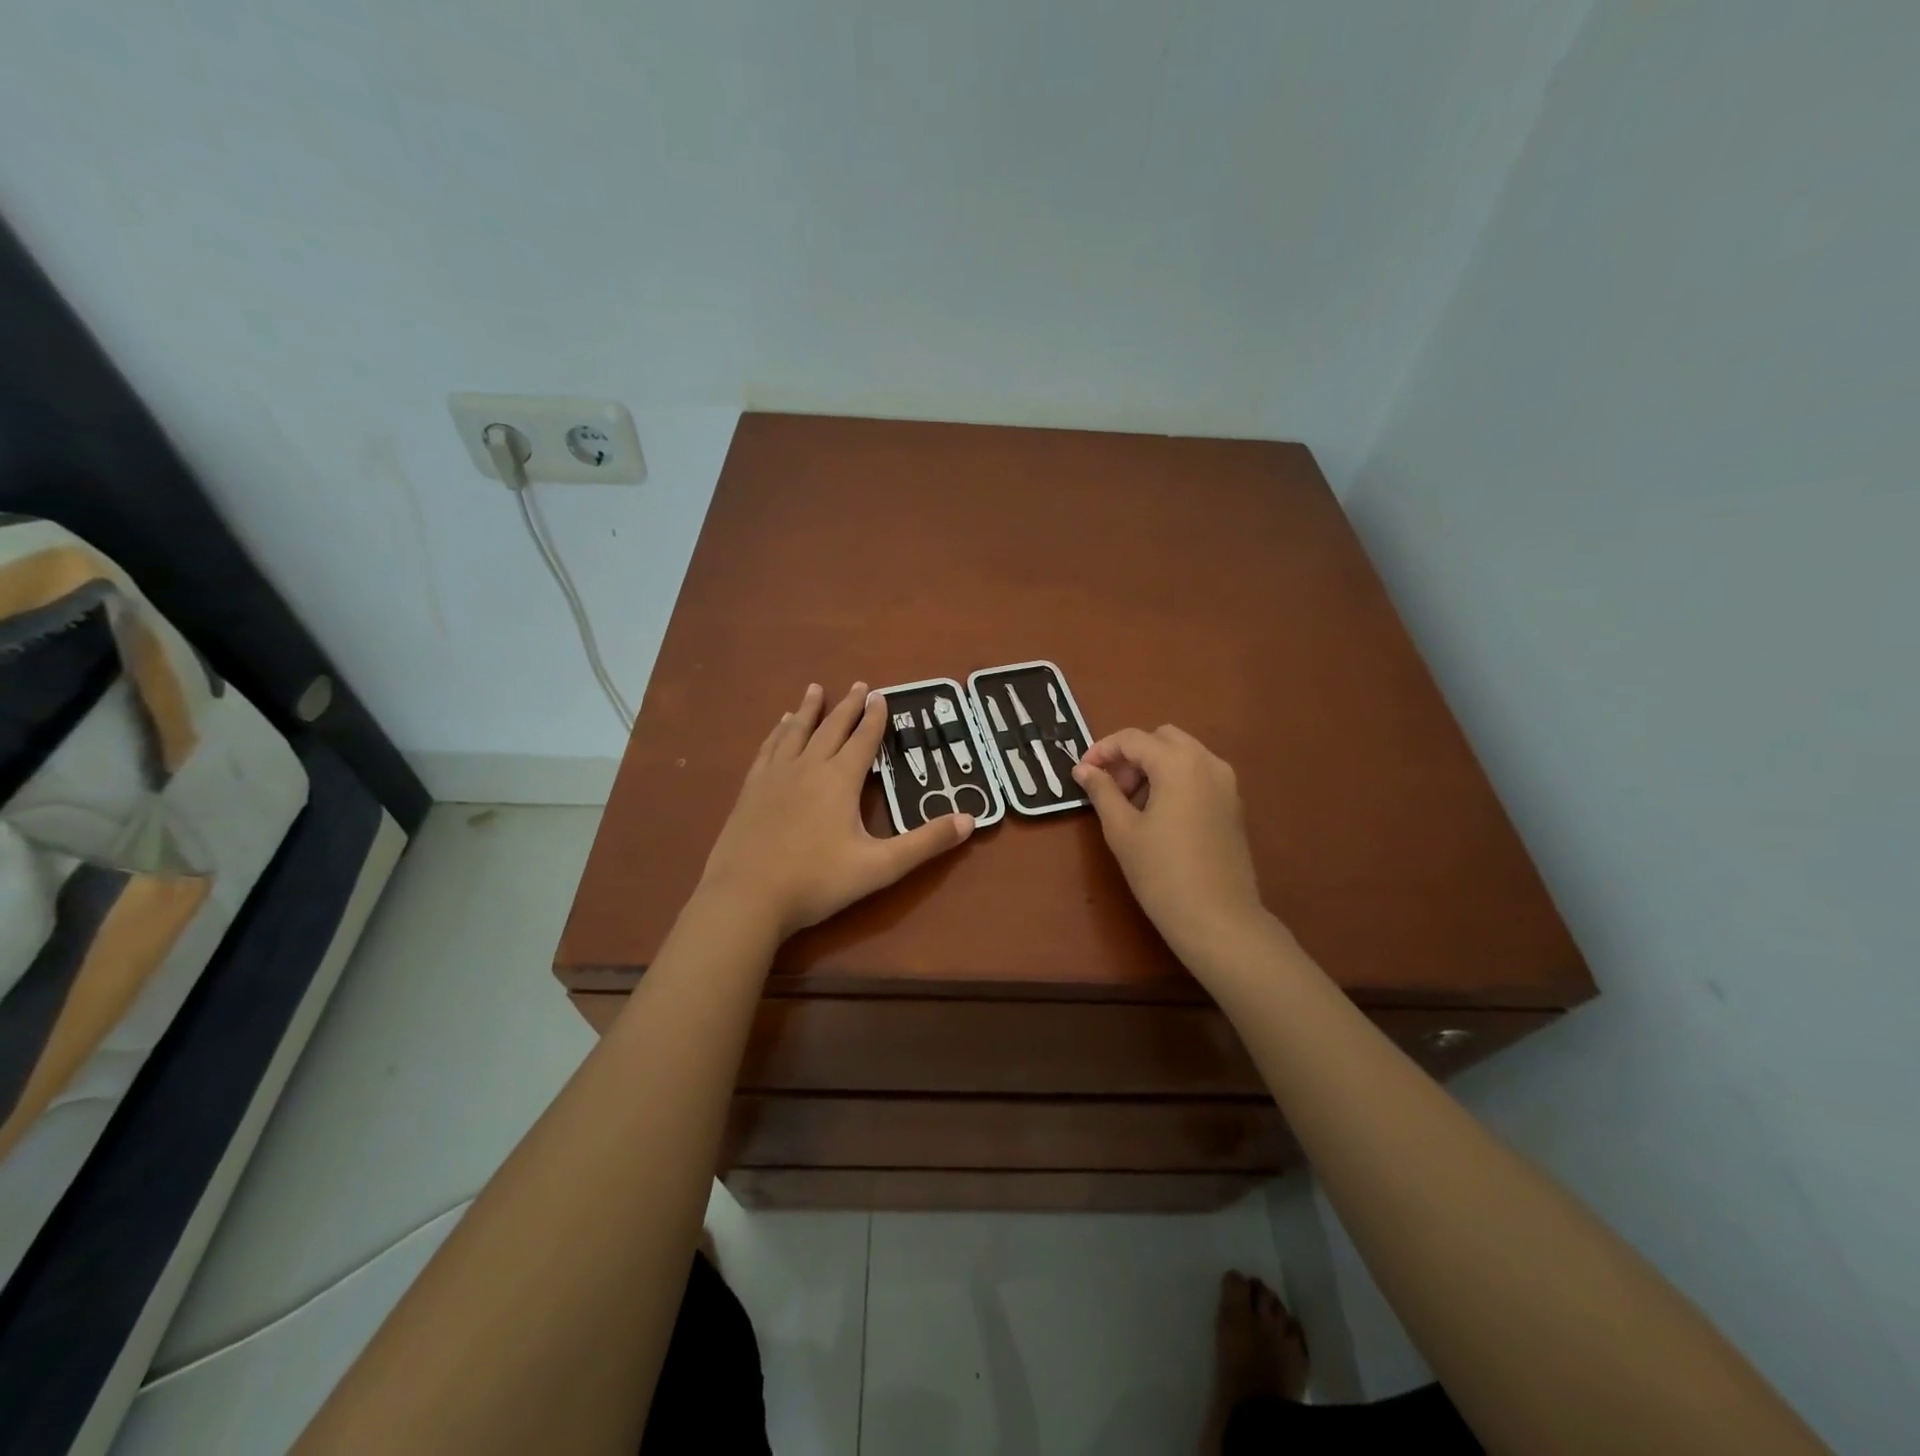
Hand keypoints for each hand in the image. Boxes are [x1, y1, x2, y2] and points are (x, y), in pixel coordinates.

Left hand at [700, 682, 973, 938]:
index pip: (863, 740)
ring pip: (795, 732)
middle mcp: (808, 767)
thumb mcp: (880, 866)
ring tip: (815, 690)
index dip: (875, 717)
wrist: (746, 897)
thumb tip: (970, 820)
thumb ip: (925, 843)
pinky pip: (768, 749)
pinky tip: (778, 728)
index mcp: (840, 780)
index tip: (881, 695)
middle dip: (847, 706)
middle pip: (831, 728)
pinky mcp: (750, 790)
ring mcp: (775, 776)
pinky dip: (777, 733)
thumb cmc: (817, 881)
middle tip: (858, 684)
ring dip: (808, 710)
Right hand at [1072, 726, 1273, 966]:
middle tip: (1111, 788)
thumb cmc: (1162, 873)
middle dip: (1131, 755)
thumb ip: (1102, 791)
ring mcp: (1226, 783)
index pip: (1133, 738)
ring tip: (1132, 805)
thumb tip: (1084, 769)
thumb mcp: (1122, 830)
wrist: (1218, 919)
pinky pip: (1198, 775)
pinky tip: (1158, 816)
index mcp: (1179, 763)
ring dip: (1153, 766)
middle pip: (1162, 738)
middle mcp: (1208, 762)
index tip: (1082, 772)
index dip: (1102, 750)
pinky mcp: (1233, 804)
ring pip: (1183, 755)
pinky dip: (1174, 780)